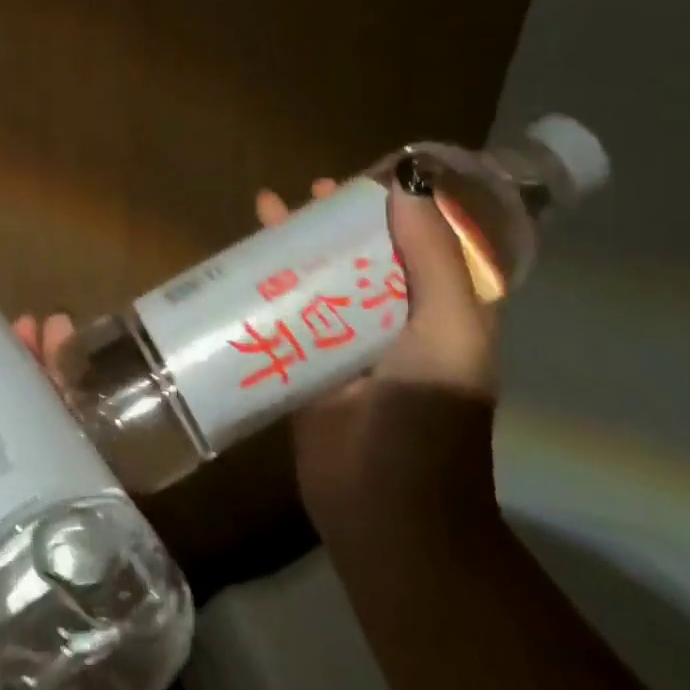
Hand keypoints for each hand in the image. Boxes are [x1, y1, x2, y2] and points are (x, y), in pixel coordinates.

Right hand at [260, 164, 497, 400]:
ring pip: (320, 281)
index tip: (369, 178)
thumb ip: (434, 261)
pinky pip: (285, 316)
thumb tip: (407, 186)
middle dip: (340, 223)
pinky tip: (238, 266)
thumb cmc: (428, 419)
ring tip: (269, 208)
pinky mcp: (305, 367)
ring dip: (297, 247)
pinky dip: (265, 287)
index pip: (425, 245)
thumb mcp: (450, 333)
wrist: (385, 511)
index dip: (400, 208)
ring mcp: (347, 347)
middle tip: (312, 191)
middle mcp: (396, 324)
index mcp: (441, 313)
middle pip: (364, 257)